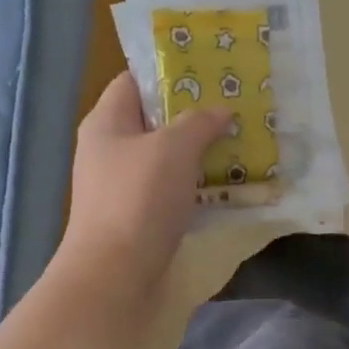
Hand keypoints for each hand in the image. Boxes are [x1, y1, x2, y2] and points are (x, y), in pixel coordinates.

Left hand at [58, 73, 229, 292]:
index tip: (210, 72)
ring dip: (200, 153)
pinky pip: (172, 190)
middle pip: (154, 120)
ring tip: (241, 143)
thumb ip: (199, 122)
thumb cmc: (139, 199)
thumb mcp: (173, 148)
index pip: (133, 81)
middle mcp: (110, 150)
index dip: (169, 73)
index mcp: (107, 123)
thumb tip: (221, 111)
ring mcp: (123, 187)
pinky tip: (228, 185)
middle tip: (235, 108)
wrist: (115, 276)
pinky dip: (197, 185)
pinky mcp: (139, 217)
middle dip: (194, 115)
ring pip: (167, 158)